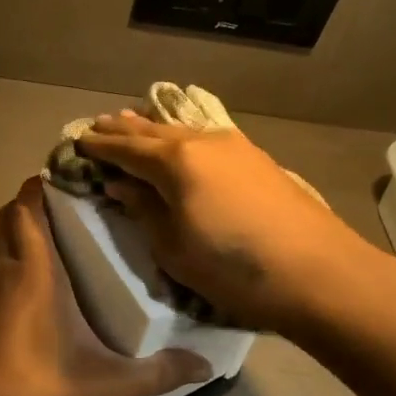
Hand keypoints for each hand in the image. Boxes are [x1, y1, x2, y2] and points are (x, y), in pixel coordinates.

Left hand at [0, 177, 211, 395]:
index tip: (72, 174)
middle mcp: (9, 270)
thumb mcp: (107, 382)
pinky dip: (12, 250)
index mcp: (36, 271)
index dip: (41, 184)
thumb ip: (157, 373)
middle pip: (10, 216)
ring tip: (57, 228)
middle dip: (33, 200)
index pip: (27, 209)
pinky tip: (39, 273)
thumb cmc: (40, 385)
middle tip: (72, 201)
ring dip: (19, 224)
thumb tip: (205, 367)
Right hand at [77, 114, 392, 334]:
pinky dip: (180, 136)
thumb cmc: (233, 268)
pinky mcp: (255, 158)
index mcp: (174, 161)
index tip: (76, 140)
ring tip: (130, 121)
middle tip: (97, 124)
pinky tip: (179, 139)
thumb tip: (121, 183)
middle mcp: (200, 142)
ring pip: (179, 130)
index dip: (98, 145)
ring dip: (151, 128)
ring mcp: (233, 146)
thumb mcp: (173, 247)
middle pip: (150, 131)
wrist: (319, 274)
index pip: (124, 148)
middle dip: (121, 129)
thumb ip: (143, 208)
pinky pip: (203, 137)